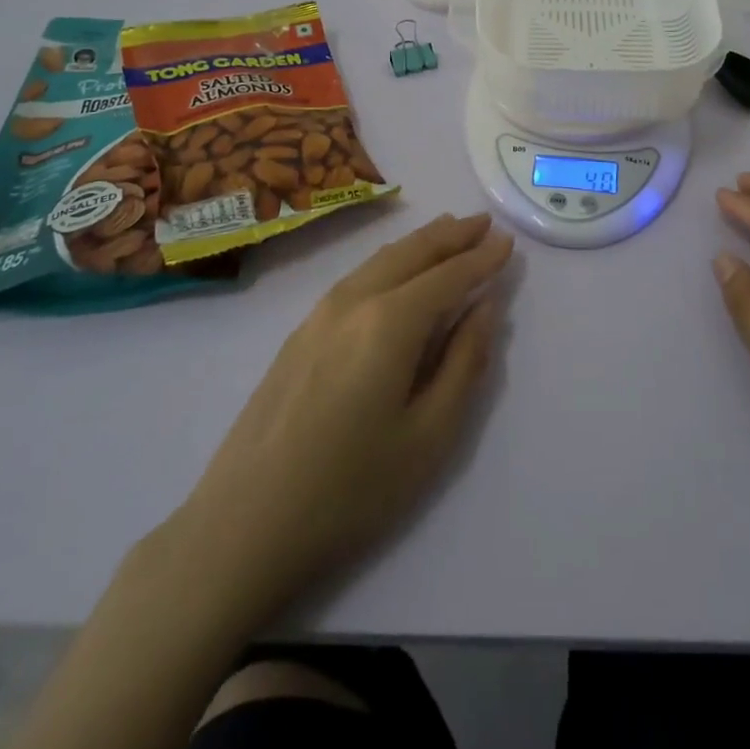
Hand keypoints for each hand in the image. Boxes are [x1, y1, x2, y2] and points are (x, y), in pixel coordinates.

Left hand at [161, 212, 512, 628]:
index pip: (448, 275)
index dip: (481, 258)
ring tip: (447, 231)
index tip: (508, 240)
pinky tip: (395, 269)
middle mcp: (354, 301)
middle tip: (483, 222)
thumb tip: (485, 308)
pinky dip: (389, 261)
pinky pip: (357, 277)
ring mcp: (319, 314)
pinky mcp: (299, 333)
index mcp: (390, 322)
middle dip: (451, 235)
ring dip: (419, 243)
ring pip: (380, 260)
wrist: (242, 526)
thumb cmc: (349, 490)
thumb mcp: (429, 437)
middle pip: (411, 253)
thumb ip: (464, 363)